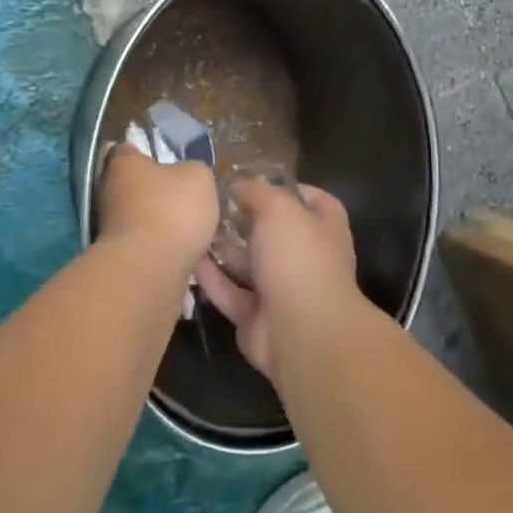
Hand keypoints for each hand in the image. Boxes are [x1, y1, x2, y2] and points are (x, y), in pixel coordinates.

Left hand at [95, 146, 218, 271]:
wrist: (151, 268)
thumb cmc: (172, 209)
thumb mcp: (199, 177)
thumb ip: (193, 170)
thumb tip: (187, 175)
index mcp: (122, 163)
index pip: (128, 150)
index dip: (148, 154)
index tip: (169, 163)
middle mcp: (108, 190)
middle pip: (133, 185)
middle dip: (156, 192)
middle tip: (185, 199)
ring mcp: (108, 226)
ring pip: (138, 216)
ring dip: (158, 222)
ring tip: (189, 229)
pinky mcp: (118, 255)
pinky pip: (143, 244)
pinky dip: (159, 247)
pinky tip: (181, 252)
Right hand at [193, 179, 358, 380]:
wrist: (301, 333)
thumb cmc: (298, 258)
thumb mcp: (278, 208)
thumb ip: (256, 191)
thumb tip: (239, 186)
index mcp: (324, 230)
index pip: (315, 202)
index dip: (290, 188)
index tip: (258, 179)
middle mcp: (306, 260)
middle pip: (275, 234)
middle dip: (246, 220)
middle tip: (213, 203)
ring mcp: (282, 292)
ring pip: (249, 265)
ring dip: (224, 249)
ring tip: (194, 227)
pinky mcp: (256, 318)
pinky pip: (230, 293)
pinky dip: (212, 277)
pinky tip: (188, 258)